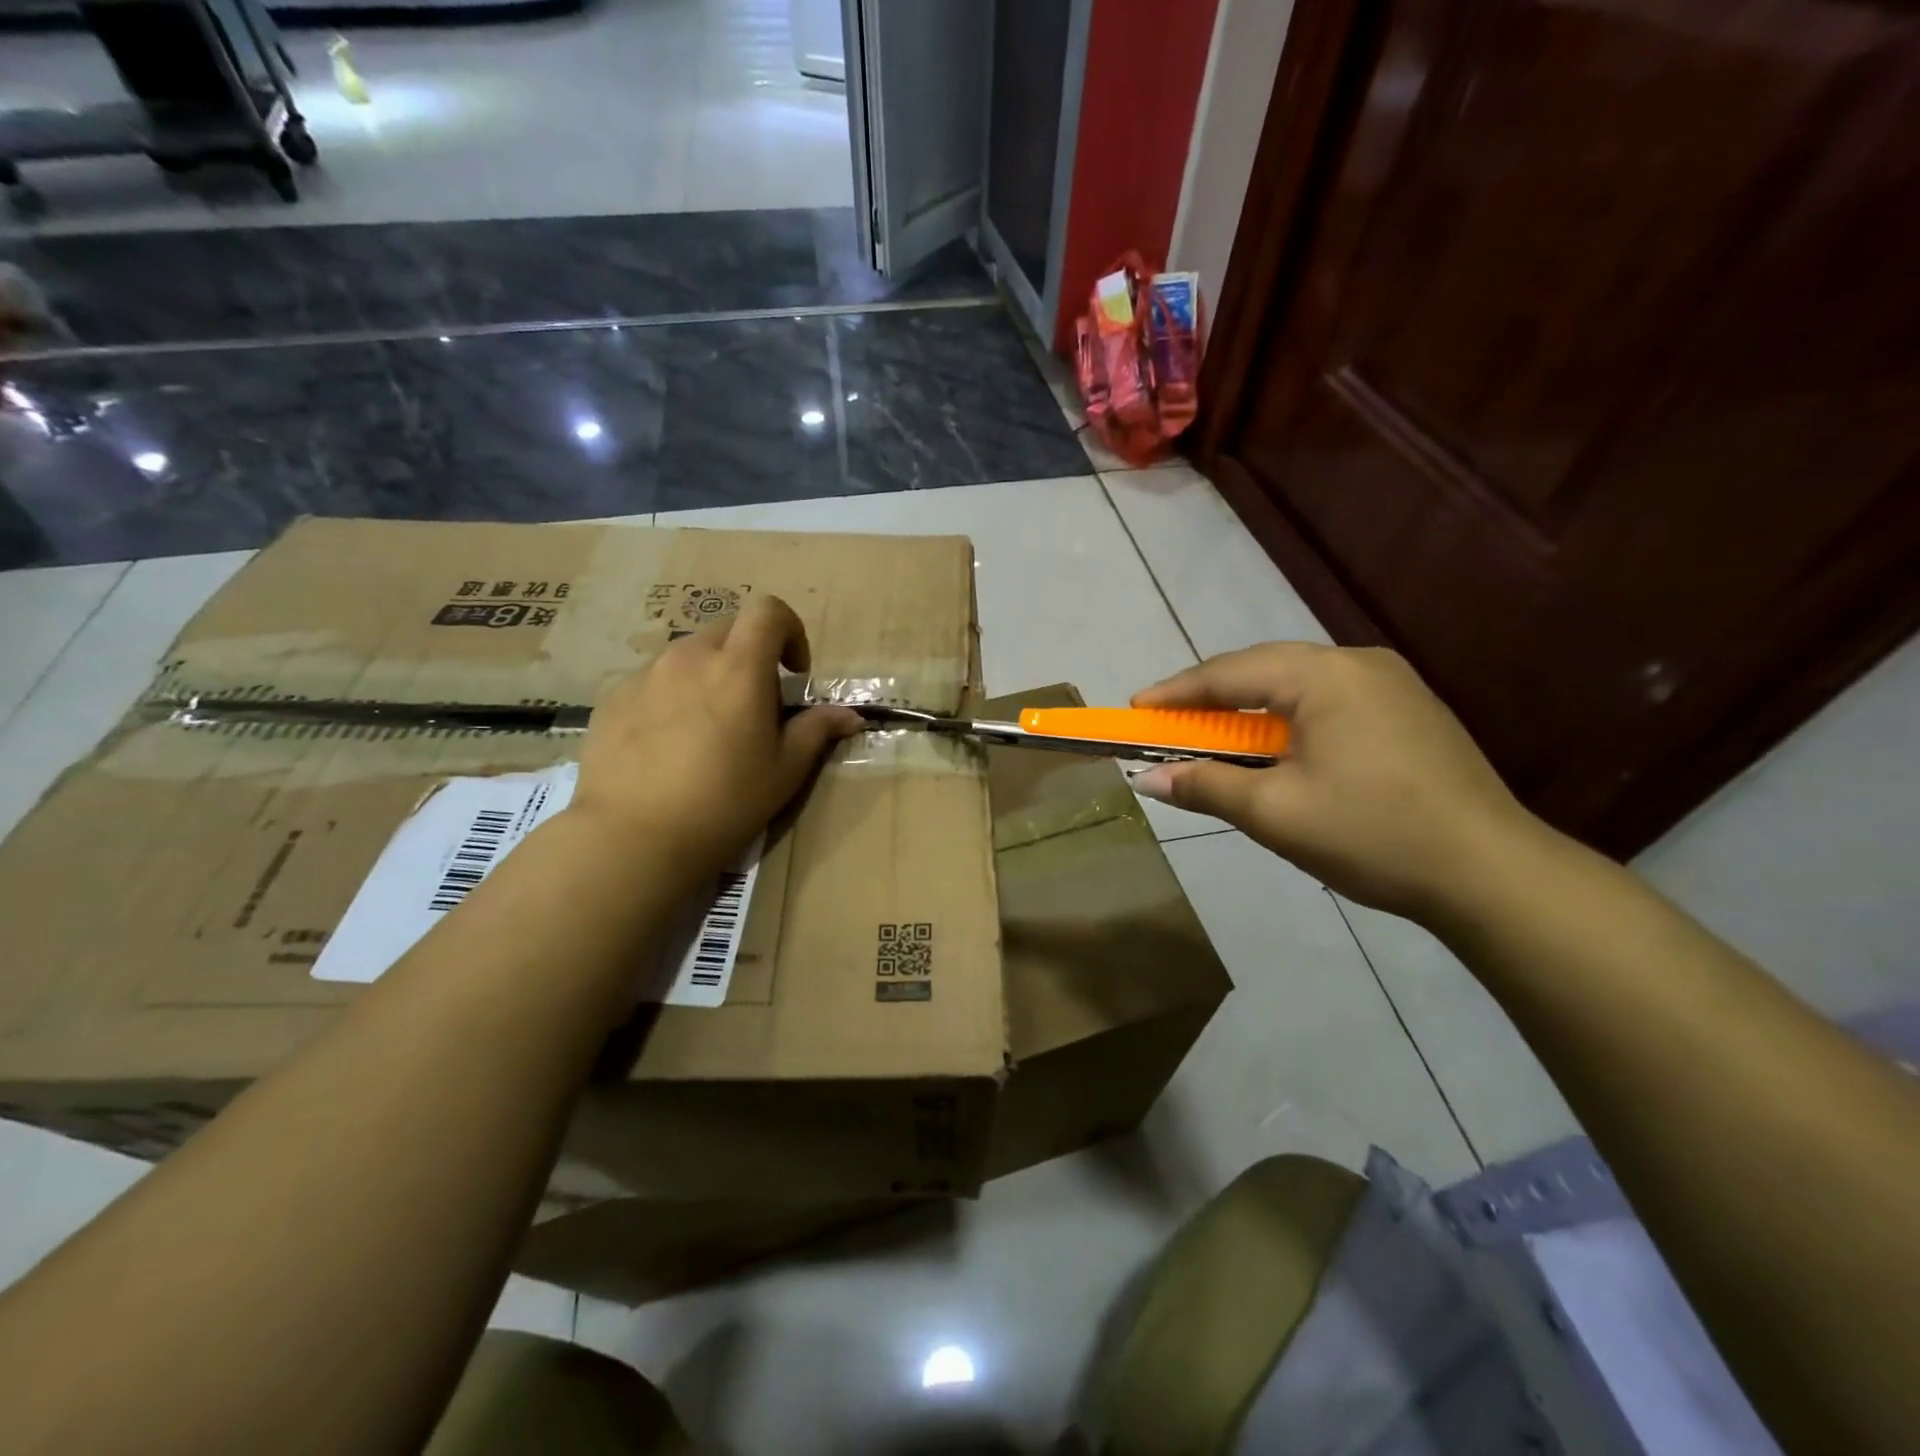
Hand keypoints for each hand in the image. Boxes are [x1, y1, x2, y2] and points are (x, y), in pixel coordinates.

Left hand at [567, 595, 862, 886]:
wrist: (632, 838)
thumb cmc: (724, 803)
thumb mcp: (784, 771)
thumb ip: (816, 731)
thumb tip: (849, 716)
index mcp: (738, 668)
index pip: (767, 610)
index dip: (789, 630)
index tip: (792, 673)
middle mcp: (688, 657)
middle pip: (727, 630)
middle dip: (750, 656)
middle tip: (753, 707)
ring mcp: (644, 675)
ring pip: (688, 656)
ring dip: (709, 676)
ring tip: (708, 730)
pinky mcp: (612, 698)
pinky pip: (653, 681)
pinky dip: (671, 697)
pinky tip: (668, 746)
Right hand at [1130, 643, 1544, 921]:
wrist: (1491, 873)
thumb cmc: (1371, 833)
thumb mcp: (1274, 812)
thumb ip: (1206, 784)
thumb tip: (1148, 778)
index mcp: (1324, 675)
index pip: (1229, 673)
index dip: (1175, 692)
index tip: (1134, 709)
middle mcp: (1357, 663)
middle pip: (1263, 670)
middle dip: (1210, 698)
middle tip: (1168, 724)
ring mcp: (1390, 685)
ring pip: (1296, 686)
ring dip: (1249, 712)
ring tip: (1214, 739)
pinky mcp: (1408, 711)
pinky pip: (1327, 702)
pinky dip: (1287, 722)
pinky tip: (1276, 751)